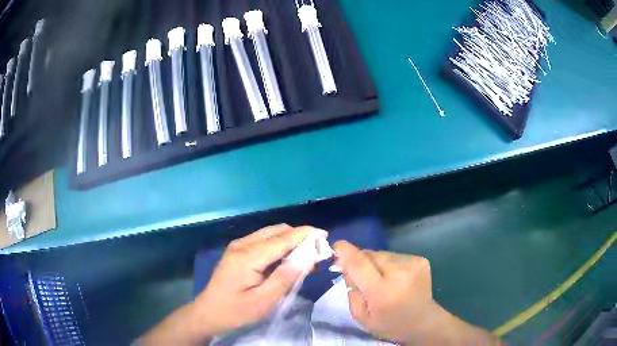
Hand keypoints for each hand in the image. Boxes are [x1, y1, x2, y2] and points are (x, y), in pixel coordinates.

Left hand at [193, 224, 323, 336]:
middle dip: (299, 236)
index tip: (325, 236)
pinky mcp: (238, 251)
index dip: (305, 235)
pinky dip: (280, 245)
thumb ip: (285, 277)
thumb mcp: (264, 300)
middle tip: (317, 251)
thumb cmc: (236, 310)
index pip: (282, 238)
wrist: (209, 312)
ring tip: (307, 256)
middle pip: (277, 231)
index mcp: (248, 256)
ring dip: (290, 240)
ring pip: (270, 233)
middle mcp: (242, 244)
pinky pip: (263, 241)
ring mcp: (238, 246)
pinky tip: (288, 258)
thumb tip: (307, 258)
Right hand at [333, 241, 498, 344]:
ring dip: (375, 263)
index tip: (335, 246)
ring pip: (382, 254)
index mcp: (382, 292)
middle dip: (360, 261)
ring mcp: (413, 264)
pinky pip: (394, 256)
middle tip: (359, 274)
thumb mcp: (361, 316)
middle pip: (370, 255)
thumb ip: (351, 291)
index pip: (359, 264)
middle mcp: (399, 273)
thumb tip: (346, 267)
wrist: (423, 322)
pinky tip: (394, 278)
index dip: (345, 252)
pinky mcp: (420, 260)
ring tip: (380, 279)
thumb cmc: (389, 324)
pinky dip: (389, 264)